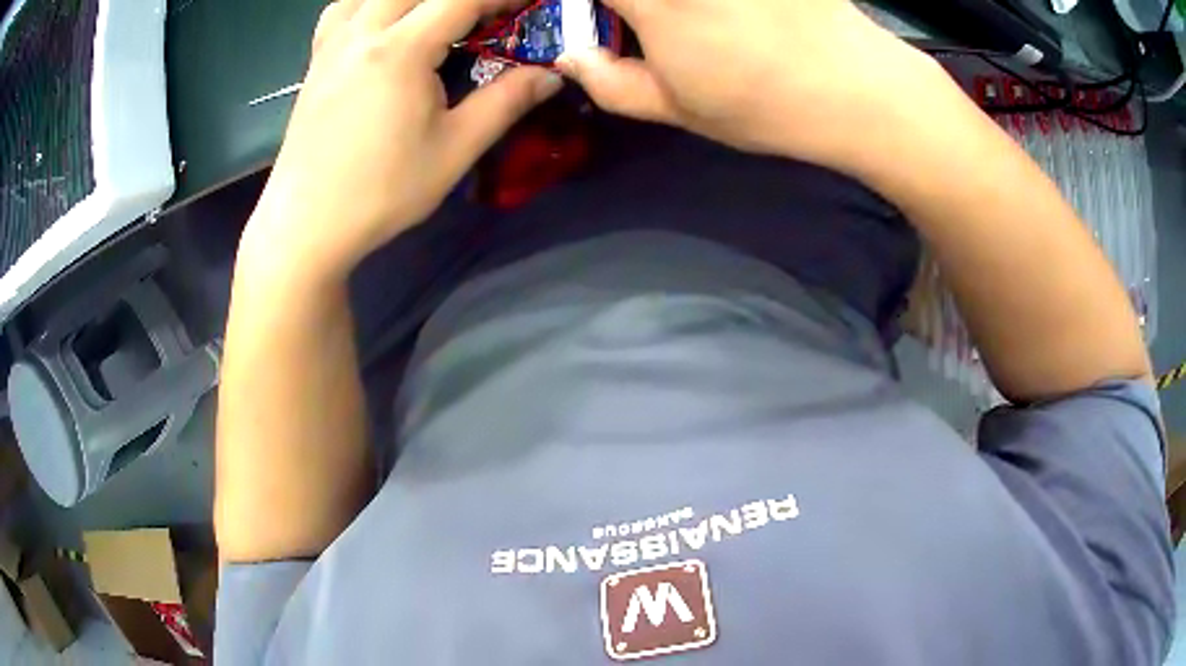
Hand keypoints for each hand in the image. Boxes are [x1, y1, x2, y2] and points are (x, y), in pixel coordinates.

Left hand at [241, 0, 562, 281]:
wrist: (306, 225)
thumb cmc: (381, 192)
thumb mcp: (454, 149)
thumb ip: (506, 101)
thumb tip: (552, 75)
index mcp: (400, 50)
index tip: (529, 4)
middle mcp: (362, 33)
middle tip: (489, 15)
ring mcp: (332, 46)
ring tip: (434, 19)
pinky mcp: (315, 63)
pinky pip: (343, 11)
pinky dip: (369, 5)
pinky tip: (381, 24)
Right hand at [556, 0, 936, 167]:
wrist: (856, 90)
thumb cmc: (763, 106)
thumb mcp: (678, 109)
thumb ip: (610, 82)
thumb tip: (567, 54)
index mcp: (651, 2)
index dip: (584, 3)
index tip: (596, 17)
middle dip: (632, 7)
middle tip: (643, 23)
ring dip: (674, 11)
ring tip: (697, 27)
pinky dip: (717, 8)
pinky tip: (731, 18)